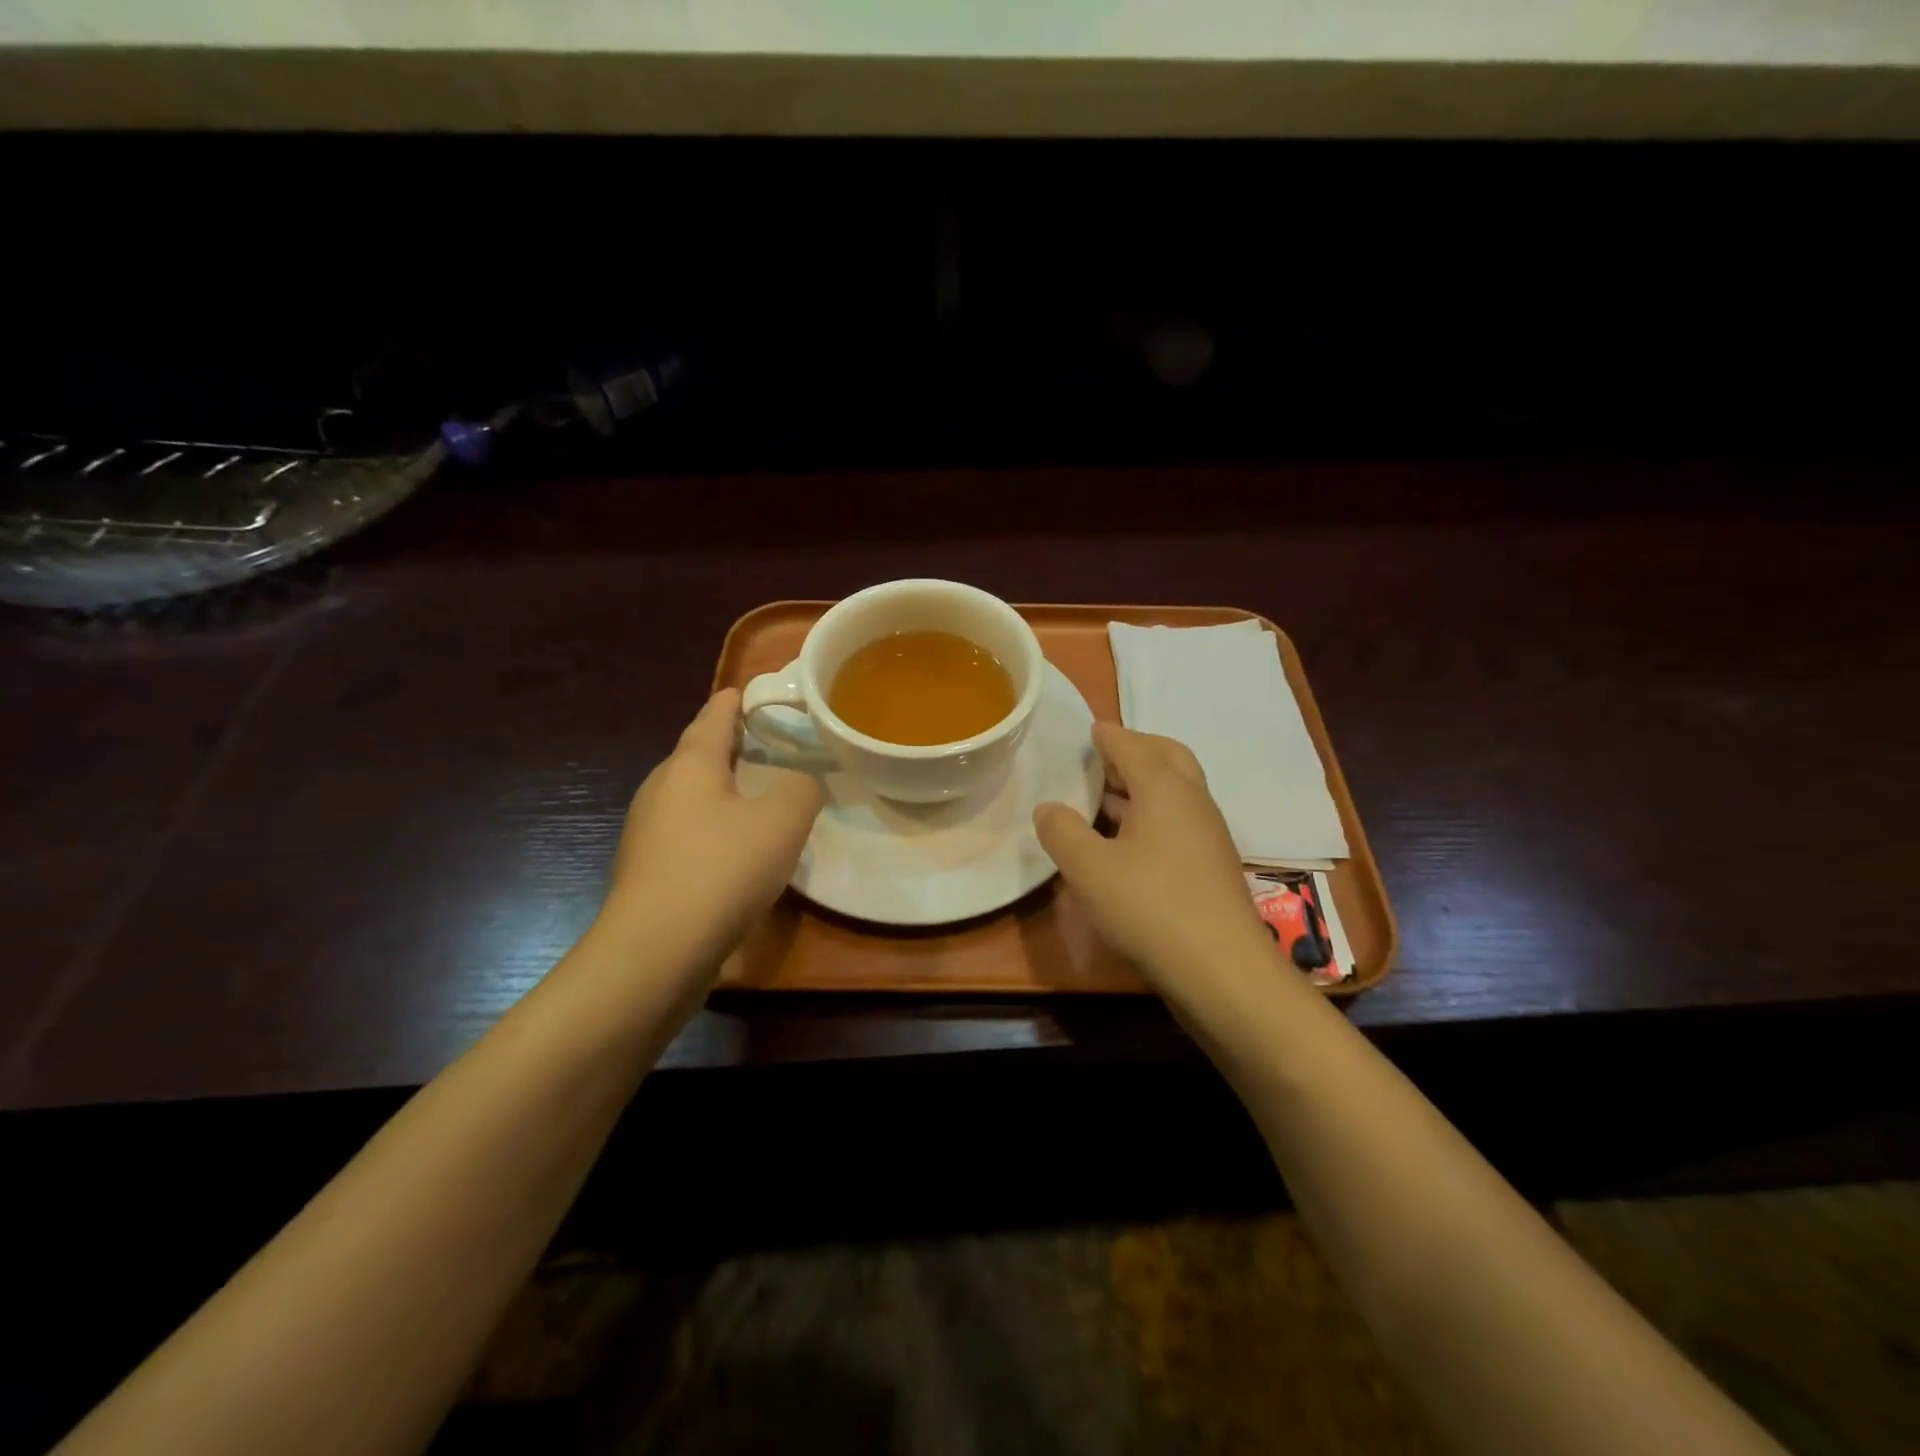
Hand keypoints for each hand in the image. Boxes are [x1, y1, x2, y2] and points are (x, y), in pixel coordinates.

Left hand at [601, 689, 822, 973]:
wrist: (656, 952)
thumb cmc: (721, 870)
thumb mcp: (782, 822)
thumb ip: (801, 788)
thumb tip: (801, 781)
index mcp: (690, 766)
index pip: (713, 717)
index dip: (733, 701)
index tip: (747, 689)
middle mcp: (662, 790)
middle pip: (697, 755)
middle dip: (730, 745)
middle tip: (768, 742)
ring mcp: (649, 833)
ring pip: (692, 796)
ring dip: (723, 789)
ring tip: (759, 793)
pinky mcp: (650, 872)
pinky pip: (689, 833)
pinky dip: (715, 826)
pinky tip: (738, 848)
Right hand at [1035, 722, 1274, 1005]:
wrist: (1222, 969)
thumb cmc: (1149, 907)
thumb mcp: (1088, 868)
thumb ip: (1062, 831)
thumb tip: (1048, 808)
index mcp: (1164, 788)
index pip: (1131, 745)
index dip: (1107, 735)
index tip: (1090, 728)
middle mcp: (1192, 800)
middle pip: (1167, 756)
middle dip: (1136, 748)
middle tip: (1103, 755)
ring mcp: (1208, 833)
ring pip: (1176, 788)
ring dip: (1144, 782)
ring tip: (1107, 793)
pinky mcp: (1211, 863)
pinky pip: (1179, 818)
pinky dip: (1153, 811)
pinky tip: (1128, 839)